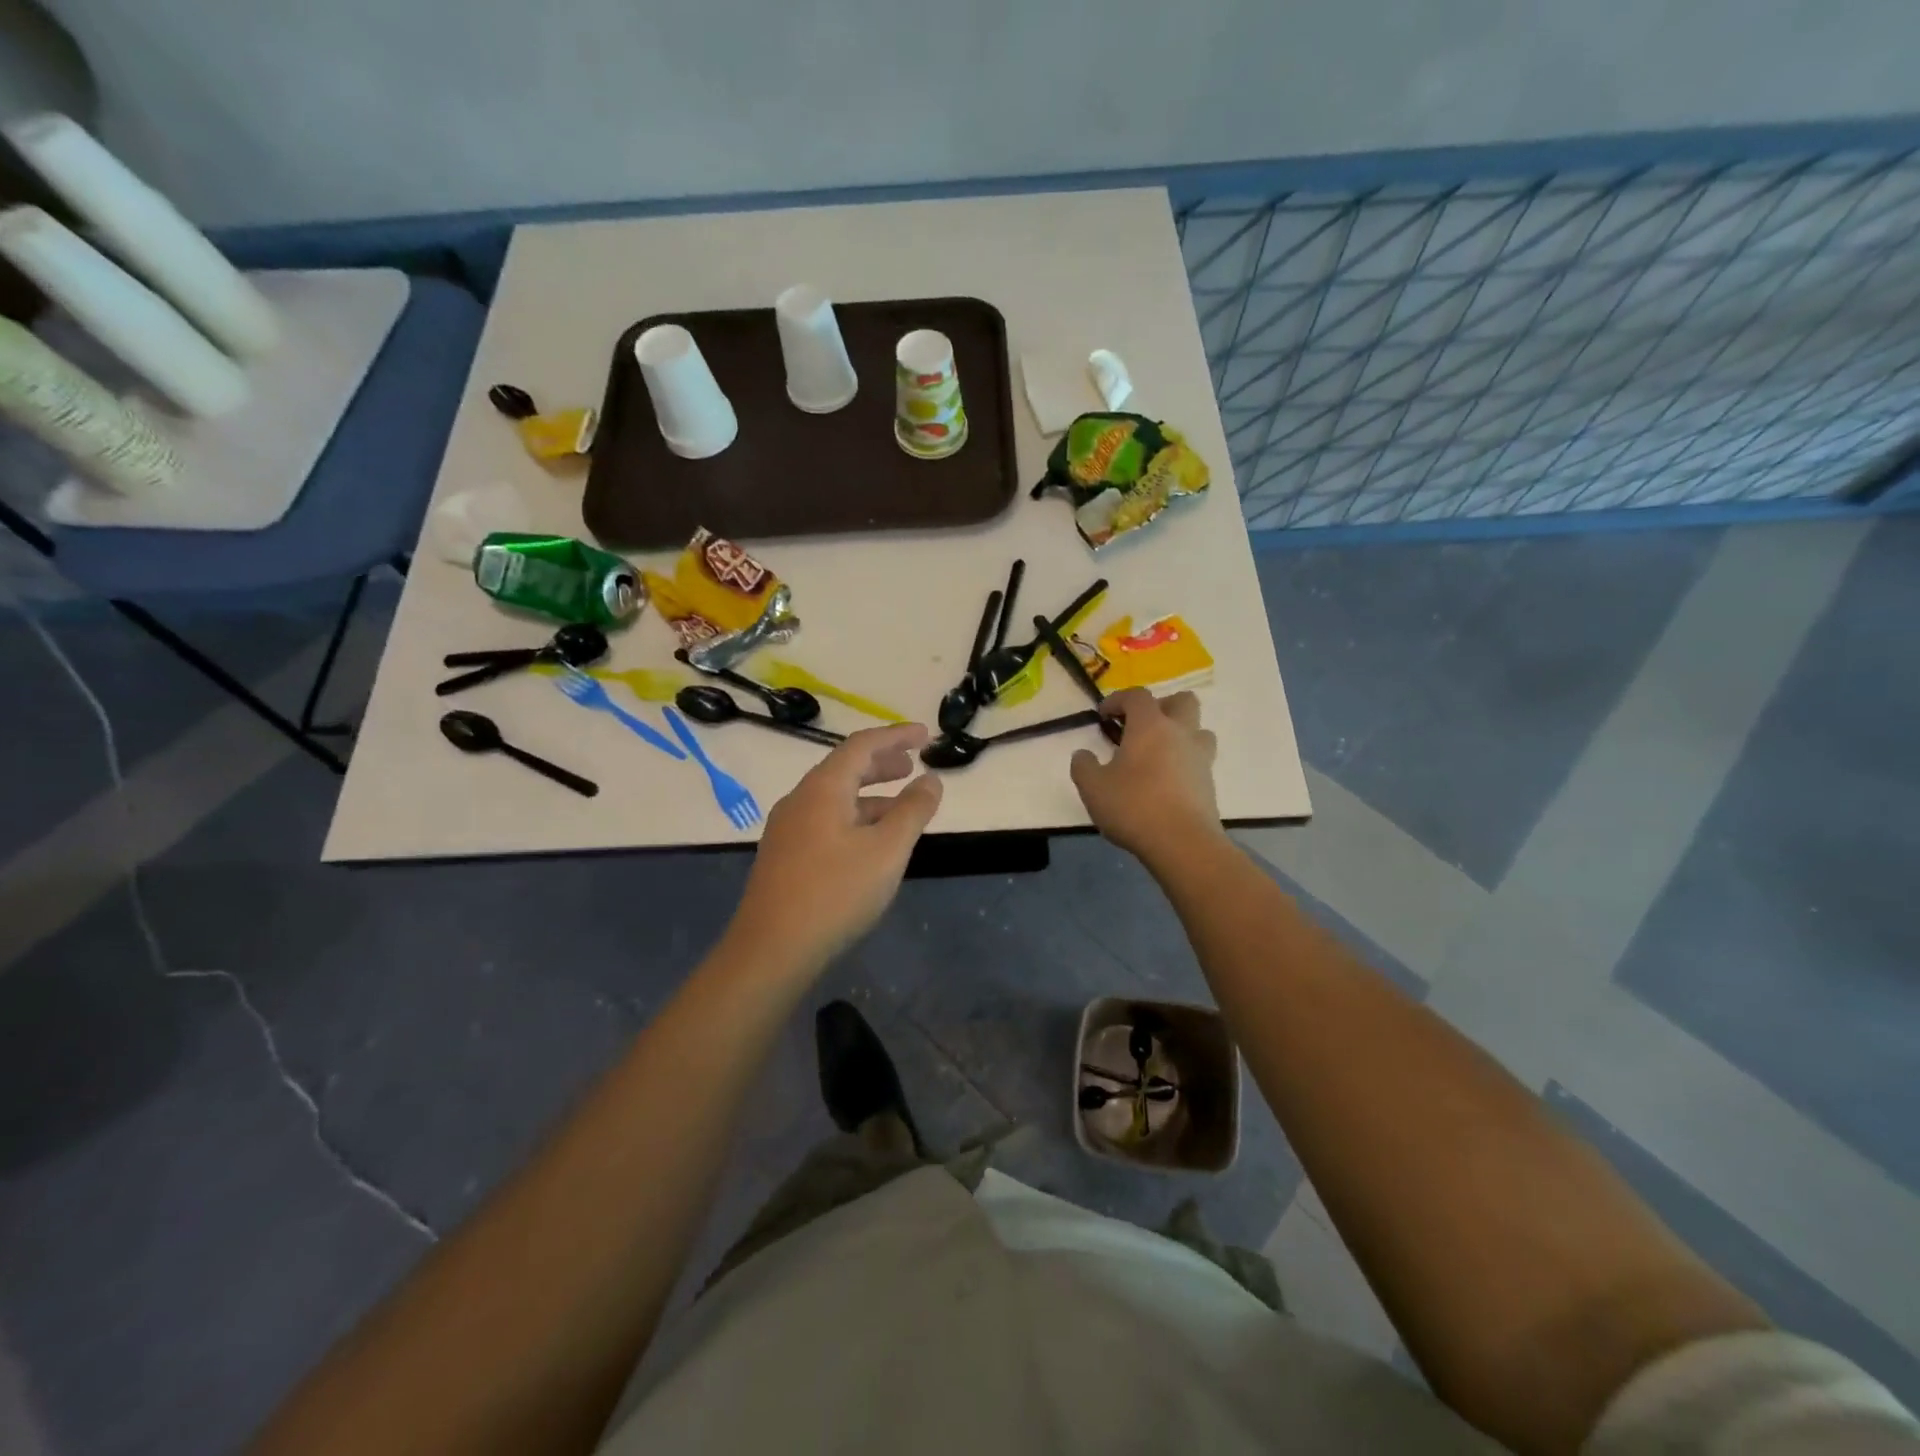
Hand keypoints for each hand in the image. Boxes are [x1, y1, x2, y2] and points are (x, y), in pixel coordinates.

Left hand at [727, 723, 943, 972]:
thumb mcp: (887, 850)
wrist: (771, 950)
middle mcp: (800, 800)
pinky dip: (854, 818)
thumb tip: (931, 779)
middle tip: (912, 766)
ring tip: (901, 807)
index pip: (862, 745)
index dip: (896, 736)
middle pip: (844, 768)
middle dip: (882, 763)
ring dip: (870, 795)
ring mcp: (787, 830)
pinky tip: (870, 843)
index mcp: (822, 789)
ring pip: (835, 798)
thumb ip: (913, 810)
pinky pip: (825, 821)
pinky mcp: (784, 857)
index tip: (926, 735)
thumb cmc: (835, 893)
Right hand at [1070, 689, 1223, 864]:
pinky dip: (1183, 761)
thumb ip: (1083, 766)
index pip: (1138, 696)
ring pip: (1198, 730)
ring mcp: (1200, 758)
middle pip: (1182, 701)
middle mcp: (1180, 734)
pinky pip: (1199, 759)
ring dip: (1180, 733)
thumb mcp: (1093, 787)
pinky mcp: (1209, 783)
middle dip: (1161, 706)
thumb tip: (1083, 755)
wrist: (1183, 843)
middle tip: (1140, 727)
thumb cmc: (1134, 807)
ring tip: (1158, 753)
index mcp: (1151, 726)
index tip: (1103, 715)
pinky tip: (1165, 782)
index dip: (1118, 699)